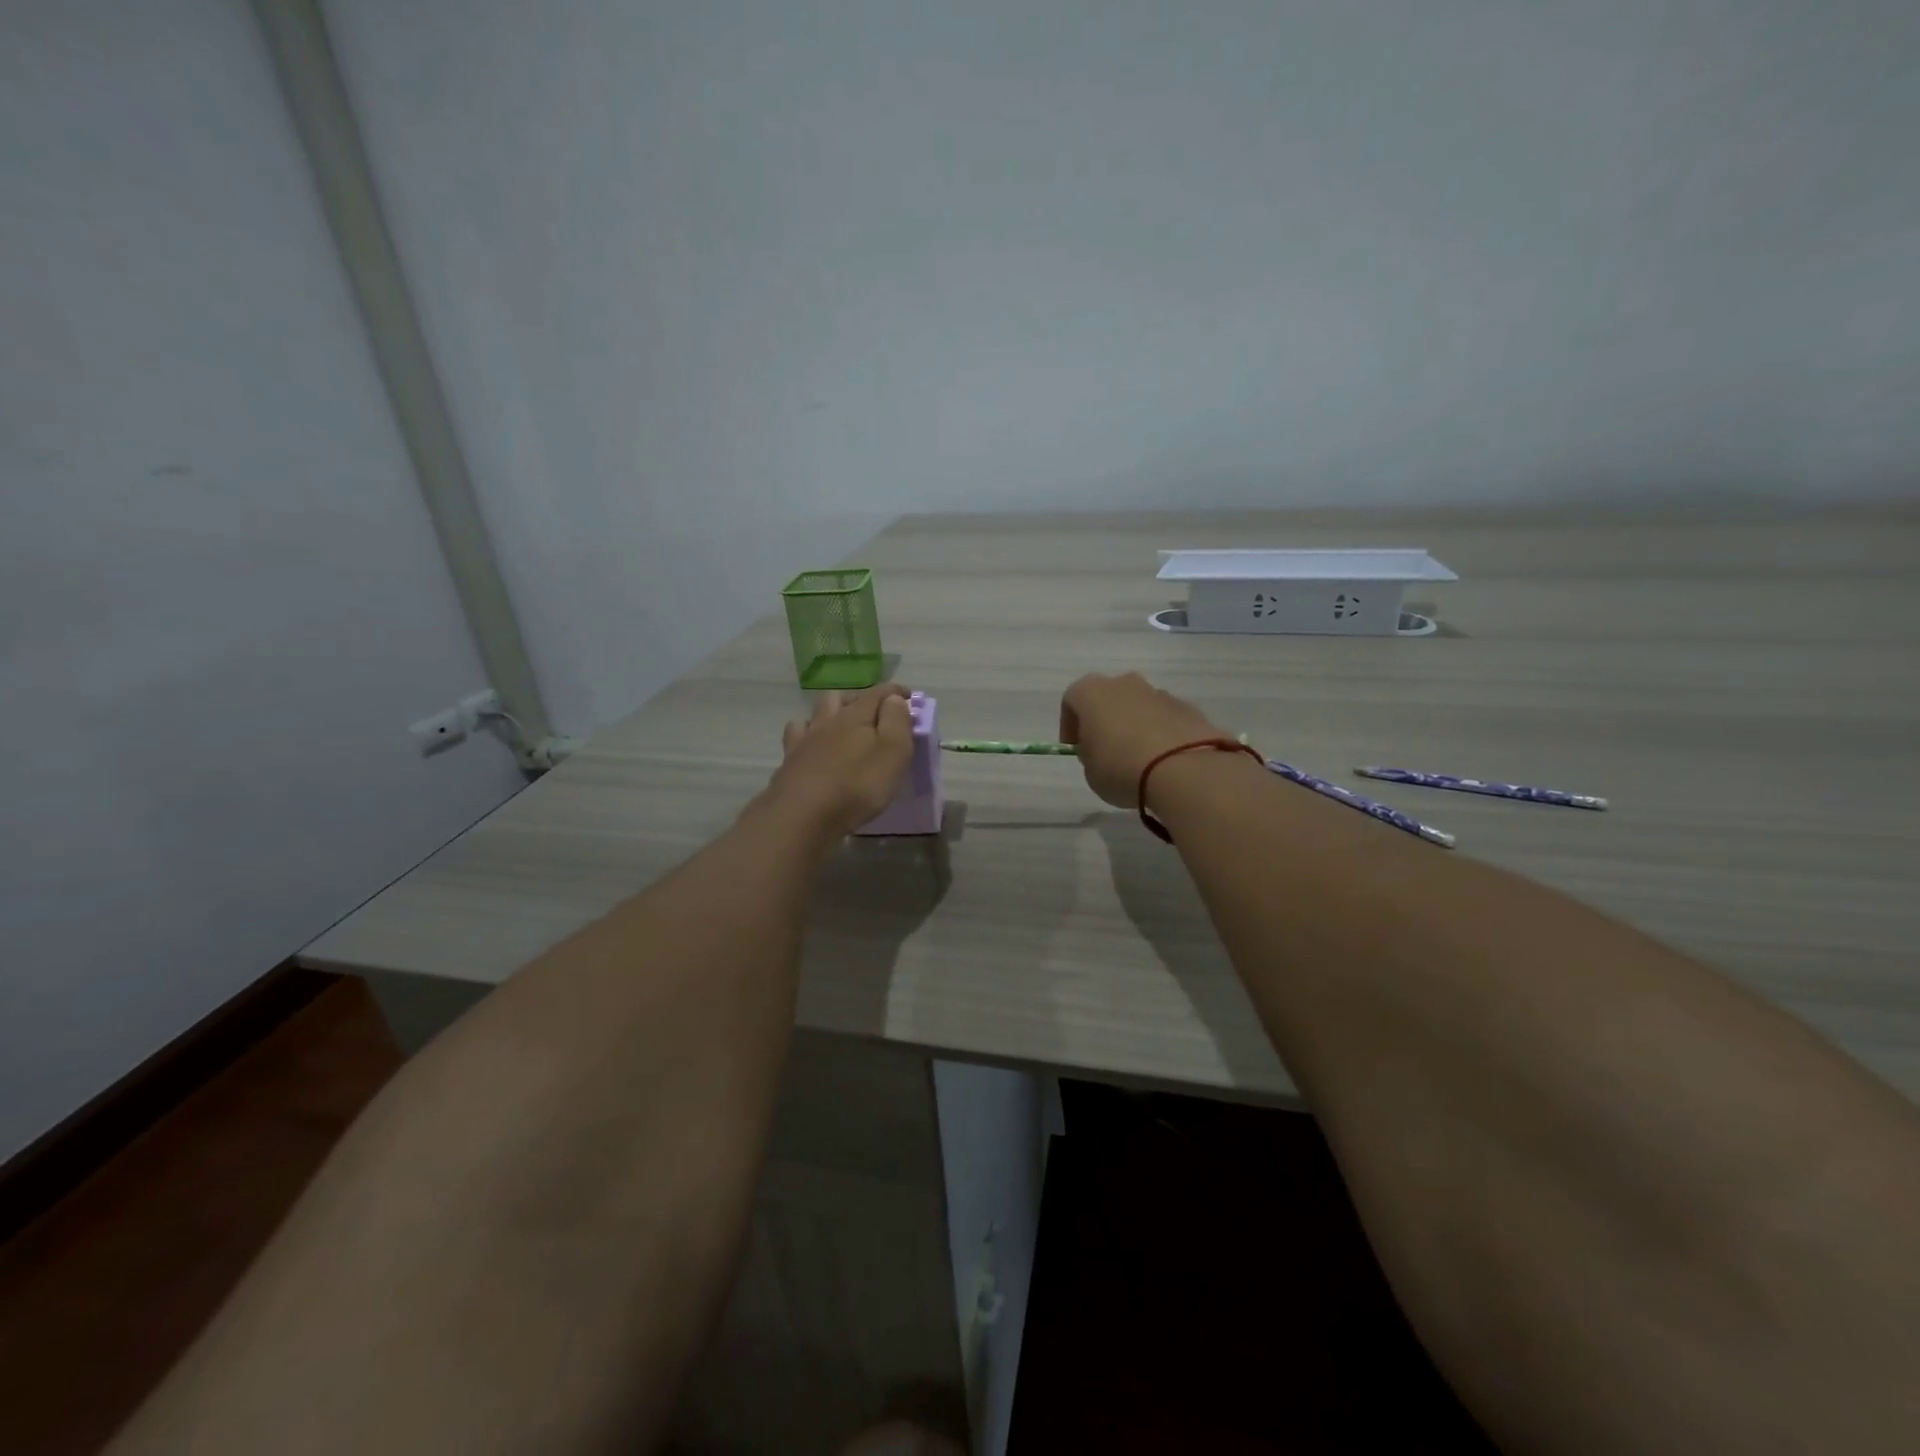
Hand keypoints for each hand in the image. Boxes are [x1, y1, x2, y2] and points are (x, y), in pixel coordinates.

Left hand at [760, 684, 914, 841]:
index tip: (909, 696)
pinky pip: (797, 734)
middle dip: (861, 699)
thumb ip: (897, 721)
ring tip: (843, 726)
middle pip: (842, 698)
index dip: (896, 692)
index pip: (878, 693)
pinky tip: (812, 744)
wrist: (802, 814)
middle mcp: (828, 721)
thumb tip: (895, 698)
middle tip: (875, 715)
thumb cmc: (857, 785)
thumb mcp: (893, 753)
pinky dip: (807, 733)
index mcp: (856, 716)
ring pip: (817, 712)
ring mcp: (805, 739)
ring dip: (832, 712)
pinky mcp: (789, 760)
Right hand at [1059, 672, 1229, 807]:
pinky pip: (1165, 719)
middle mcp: (1125, 683)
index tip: (1077, 750)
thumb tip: (1103, 750)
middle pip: (1109, 698)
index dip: (1070, 726)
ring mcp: (1159, 693)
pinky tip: (1164, 762)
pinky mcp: (1188, 708)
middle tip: (1107, 751)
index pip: (1071, 701)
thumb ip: (1091, 755)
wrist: (1182, 770)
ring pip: (1140, 706)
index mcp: (1092, 692)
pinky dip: (1161, 735)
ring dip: (1135, 726)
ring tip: (1140, 760)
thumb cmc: (1121, 768)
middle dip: (1106, 721)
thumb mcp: (1091, 771)